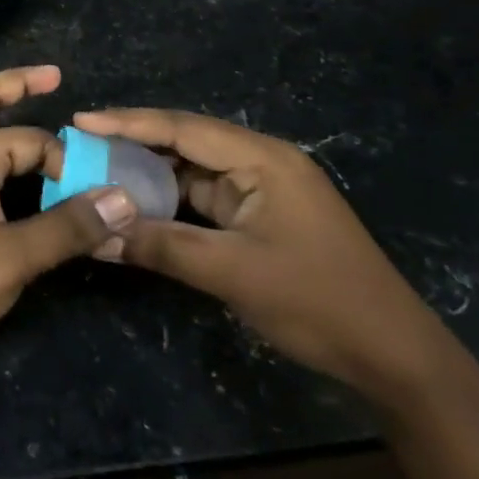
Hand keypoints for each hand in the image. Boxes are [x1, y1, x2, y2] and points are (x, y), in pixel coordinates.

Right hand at [74, 108, 452, 403]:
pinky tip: (138, 203)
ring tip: (99, 170)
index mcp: (262, 159)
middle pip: (185, 141)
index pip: (182, 128)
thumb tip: (96, 237)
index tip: (80, 120)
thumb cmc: (318, 301)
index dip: (128, 122)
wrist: (397, 358)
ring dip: (150, 173)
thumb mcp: (232, 272)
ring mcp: (263, 189)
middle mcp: (261, 162)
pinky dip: (171, 199)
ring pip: (193, 170)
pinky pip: (205, 197)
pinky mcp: (262, 216)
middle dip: (133, 142)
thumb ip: (161, 247)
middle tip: (81, 144)